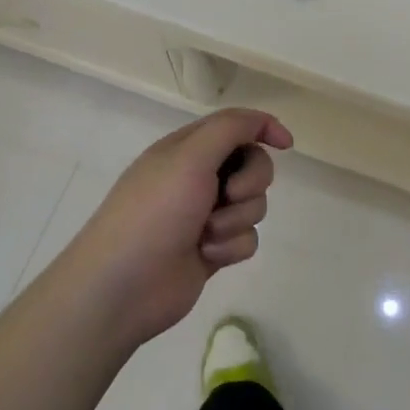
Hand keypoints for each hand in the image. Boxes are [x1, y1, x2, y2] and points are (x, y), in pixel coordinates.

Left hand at [62, 107, 292, 346]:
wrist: (123, 286)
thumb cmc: (154, 212)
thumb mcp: (190, 156)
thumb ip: (230, 129)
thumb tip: (264, 123)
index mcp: (187, 149)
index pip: (236, 125)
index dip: (264, 128)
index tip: (286, 145)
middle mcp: (198, 177)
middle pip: (253, 165)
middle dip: (250, 181)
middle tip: (228, 195)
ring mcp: (206, 215)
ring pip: (254, 205)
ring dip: (236, 219)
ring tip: (206, 234)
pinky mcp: (213, 249)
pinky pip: (246, 239)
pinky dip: (231, 246)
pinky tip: (206, 256)